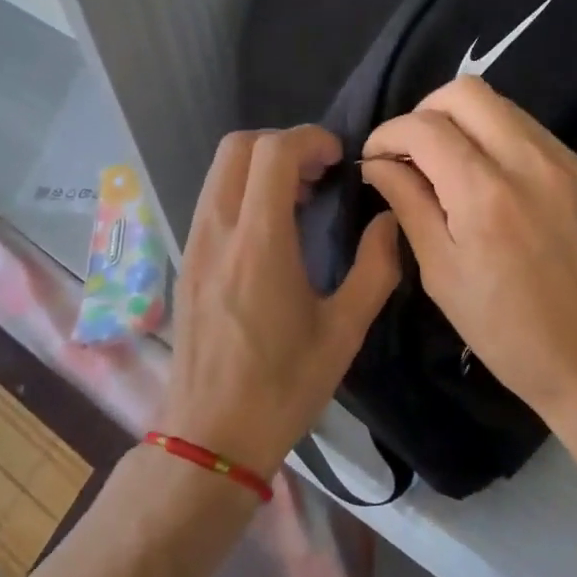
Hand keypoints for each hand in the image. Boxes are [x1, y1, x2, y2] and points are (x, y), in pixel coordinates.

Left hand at [158, 125, 400, 476]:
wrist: (210, 438)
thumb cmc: (283, 387)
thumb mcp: (344, 332)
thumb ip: (375, 268)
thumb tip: (390, 221)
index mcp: (259, 244)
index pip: (273, 152)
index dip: (311, 139)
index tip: (340, 160)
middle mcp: (218, 231)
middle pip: (237, 147)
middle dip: (283, 143)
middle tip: (320, 174)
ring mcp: (194, 245)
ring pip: (219, 171)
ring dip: (261, 166)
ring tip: (301, 199)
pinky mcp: (186, 261)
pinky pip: (211, 199)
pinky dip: (243, 190)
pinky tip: (272, 229)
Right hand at [359, 77, 576, 421]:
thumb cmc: (506, 331)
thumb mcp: (441, 273)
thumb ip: (409, 204)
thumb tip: (379, 164)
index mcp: (485, 192)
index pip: (424, 126)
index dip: (388, 134)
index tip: (376, 158)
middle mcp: (532, 161)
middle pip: (467, 91)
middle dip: (427, 112)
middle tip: (414, 151)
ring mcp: (572, 164)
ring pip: (507, 109)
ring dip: (469, 126)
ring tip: (455, 168)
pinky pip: (539, 140)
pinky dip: (508, 150)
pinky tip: (504, 191)